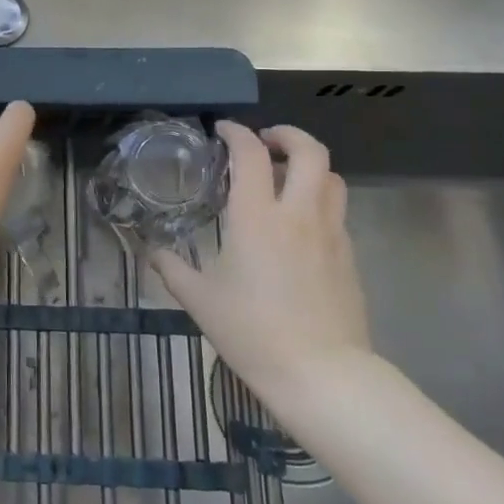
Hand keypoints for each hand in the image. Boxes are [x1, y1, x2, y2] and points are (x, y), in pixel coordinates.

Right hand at [151, 123, 372, 423]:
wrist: (321, 373)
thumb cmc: (252, 331)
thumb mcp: (199, 300)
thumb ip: (172, 269)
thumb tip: (154, 252)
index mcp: (257, 217)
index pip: (251, 154)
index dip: (236, 133)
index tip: (223, 131)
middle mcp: (298, 214)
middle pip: (310, 151)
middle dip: (287, 135)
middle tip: (265, 142)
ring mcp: (331, 233)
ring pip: (332, 177)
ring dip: (309, 166)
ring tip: (285, 178)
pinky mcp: (349, 256)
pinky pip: (337, 211)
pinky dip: (319, 200)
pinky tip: (299, 225)